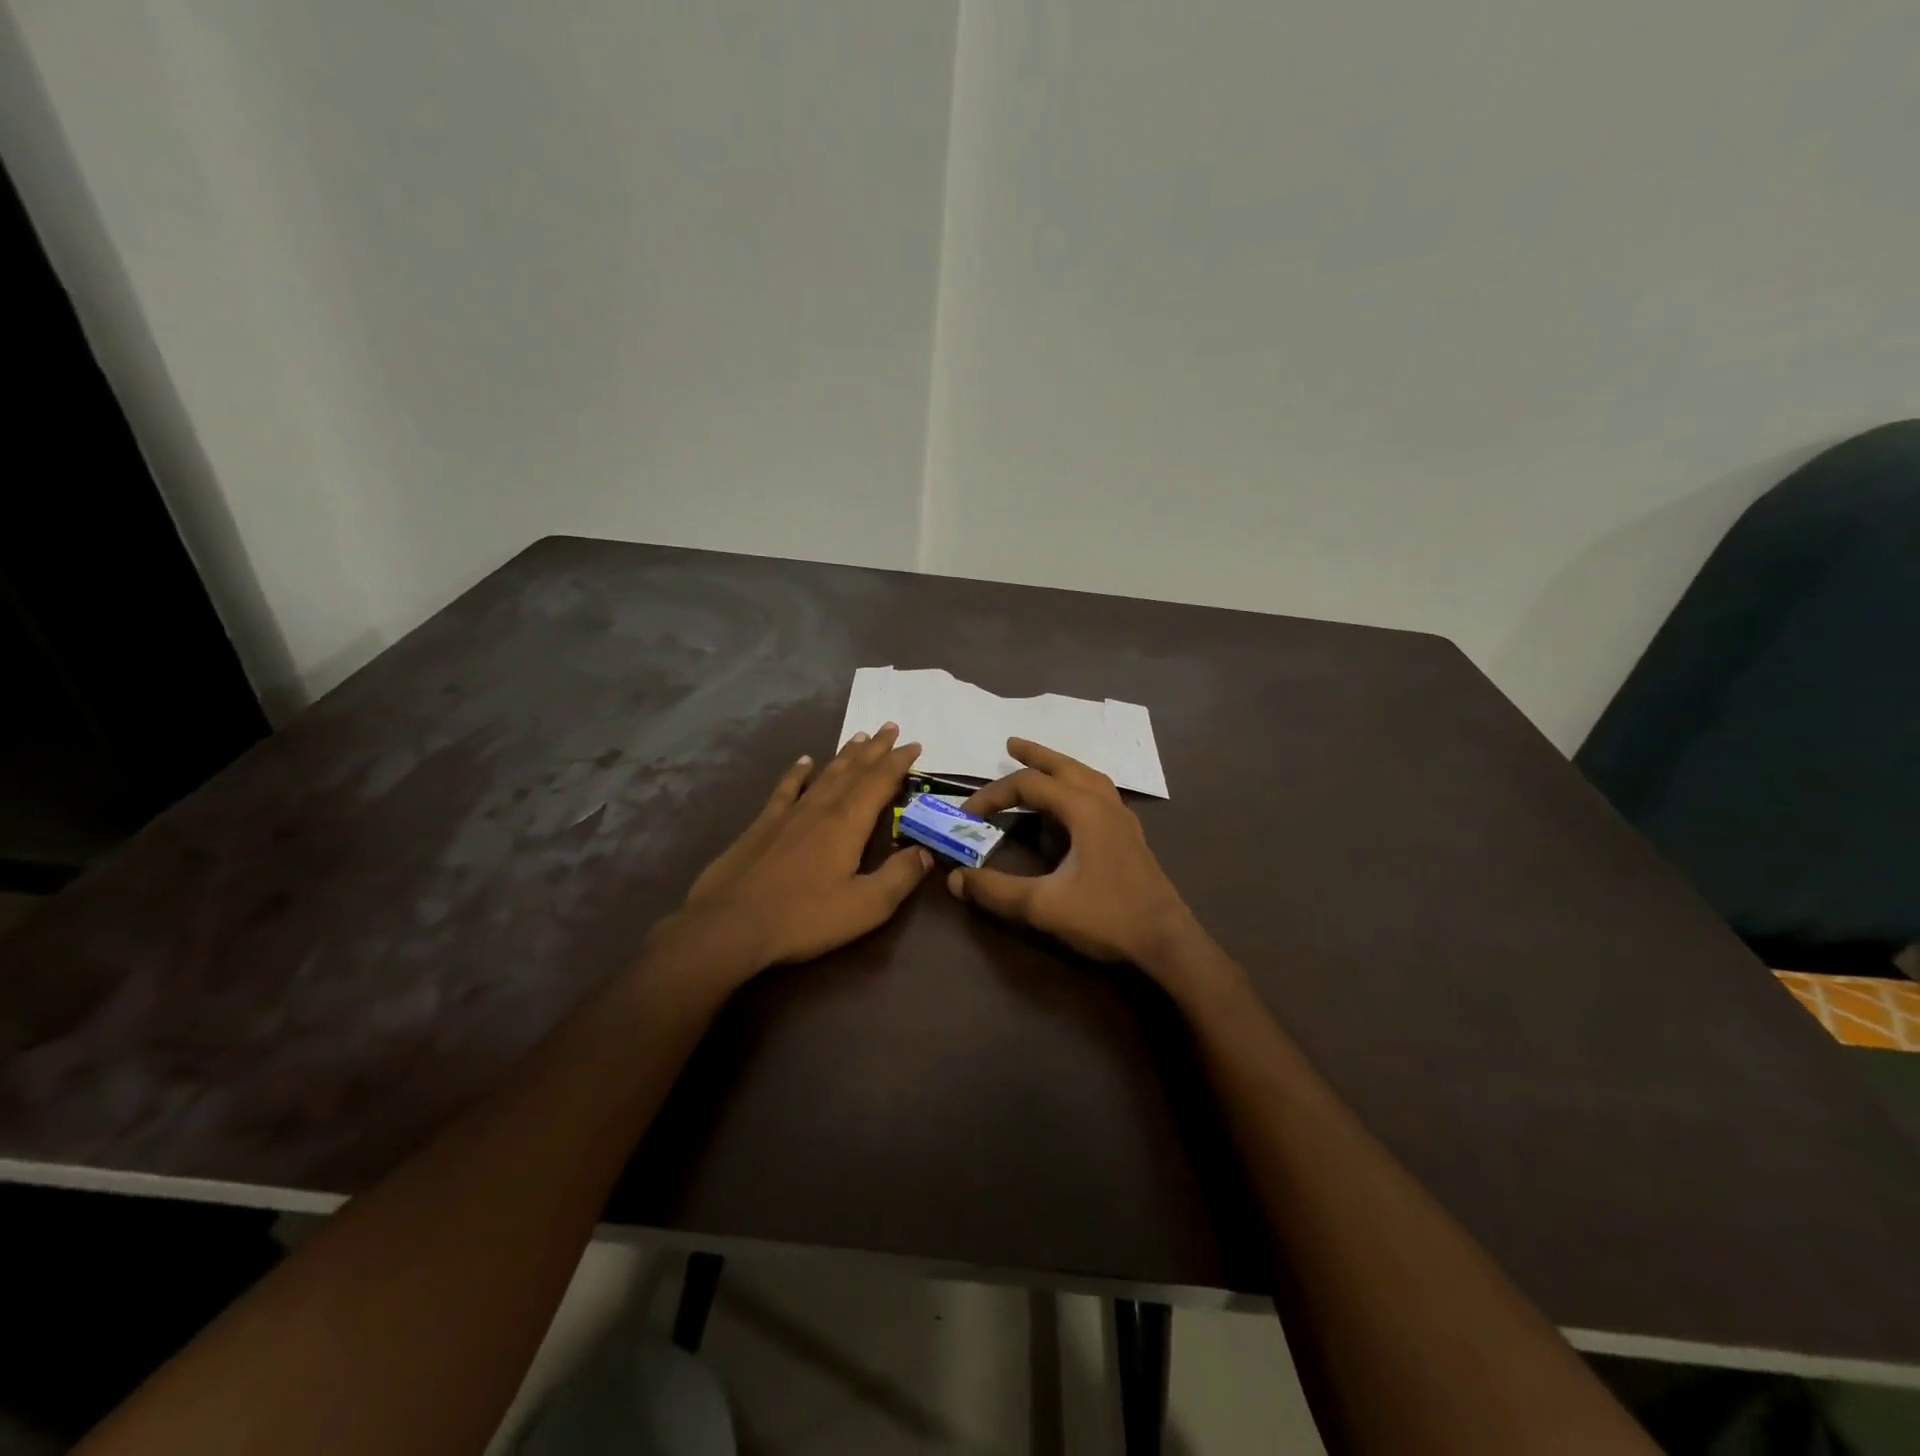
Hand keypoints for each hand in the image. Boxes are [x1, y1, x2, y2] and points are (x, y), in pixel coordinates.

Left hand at [660, 724, 932, 977]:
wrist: (730, 924)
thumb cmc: (803, 918)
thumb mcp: (865, 906)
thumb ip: (900, 876)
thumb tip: (927, 851)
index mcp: (848, 823)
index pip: (880, 782)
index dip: (899, 762)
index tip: (915, 745)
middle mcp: (821, 808)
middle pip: (854, 770)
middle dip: (876, 749)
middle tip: (891, 727)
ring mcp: (789, 813)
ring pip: (825, 774)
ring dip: (845, 755)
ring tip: (861, 737)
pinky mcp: (763, 824)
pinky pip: (786, 788)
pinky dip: (798, 772)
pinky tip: (805, 761)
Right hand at [948, 738, 1206, 974]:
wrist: (1166, 942)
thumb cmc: (1106, 917)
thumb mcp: (1043, 906)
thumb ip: (996, 891)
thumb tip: (954, 879)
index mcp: (1083, 809)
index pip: (1028, 785)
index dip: (993, 795)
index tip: (966, 814)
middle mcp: (1104, 803)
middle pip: (1065, 766)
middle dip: (1035, 754)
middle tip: (1010, 743)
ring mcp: (1122, 818)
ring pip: (1087, 776)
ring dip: (1060, 766)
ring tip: (1041, 765)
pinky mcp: (1130, 835)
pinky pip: (1100, 794)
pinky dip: (1079, 786)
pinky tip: (1073, 803)